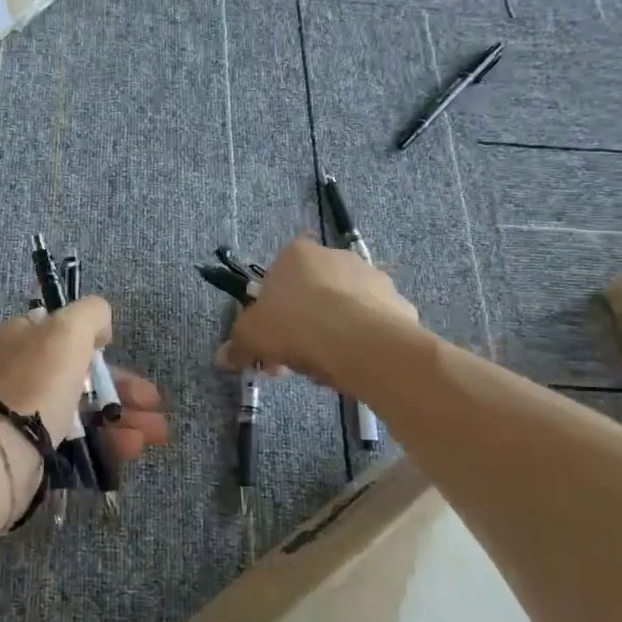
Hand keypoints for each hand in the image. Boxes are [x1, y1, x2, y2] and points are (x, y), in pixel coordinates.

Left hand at [0, 300, 168, 506]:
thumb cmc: (36, 382)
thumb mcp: (68, 329)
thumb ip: (91, 314)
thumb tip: (101, 328)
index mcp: (21, 336)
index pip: (64, 331)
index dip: (97, 342)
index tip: (121, 354)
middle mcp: (20, 371)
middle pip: (82, 374)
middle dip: (124, 388)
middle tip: (155, 404)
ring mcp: (25, 413)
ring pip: (84, 410)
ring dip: (124, 417)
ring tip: (156, 433)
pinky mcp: (32, 449)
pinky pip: (78, 441)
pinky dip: (107, 442)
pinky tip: (133, 447)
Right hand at [221, 236, 419, 393]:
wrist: (365, 343)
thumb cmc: (298, 325)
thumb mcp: (252, 336)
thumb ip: (237, 344)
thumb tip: (224, 357)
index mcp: (297, 254)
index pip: (276, 279)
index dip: (269, 314)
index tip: (268, 341)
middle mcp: (336, 256)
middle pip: (309, 295)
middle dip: (299, 327)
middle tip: (291, 360)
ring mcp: (372, 277)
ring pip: (341, 310)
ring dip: (330, 334)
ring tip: (324, 368)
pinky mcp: (398, 303)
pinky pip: (370, 325)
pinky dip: (360, 342)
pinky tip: (352, 365)